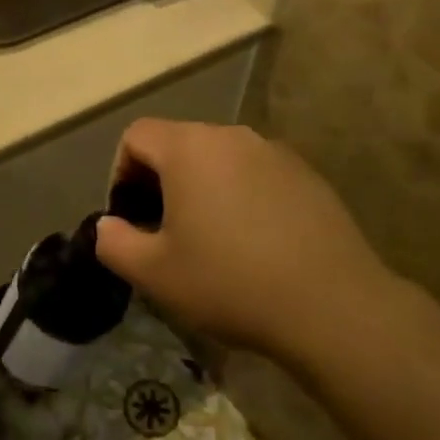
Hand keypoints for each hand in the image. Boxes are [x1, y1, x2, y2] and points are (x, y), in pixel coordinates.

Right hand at [94, 120, 401, 358]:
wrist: (331, 305)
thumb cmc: (230, 282)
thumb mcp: (154, 274)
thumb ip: (114, 243)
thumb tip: (108, 225)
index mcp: (189, 148)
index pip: (137, 135)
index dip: (121, 172)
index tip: (131, 216)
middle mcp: (232, 136)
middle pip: (180, 144)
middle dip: (162, 181)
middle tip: (166, 232)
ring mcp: (275, 152)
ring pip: (220, 160)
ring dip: (204, 189)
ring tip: (212, 240)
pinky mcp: (307, 174)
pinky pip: (257, 174)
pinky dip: (243, 196)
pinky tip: (256, 243)